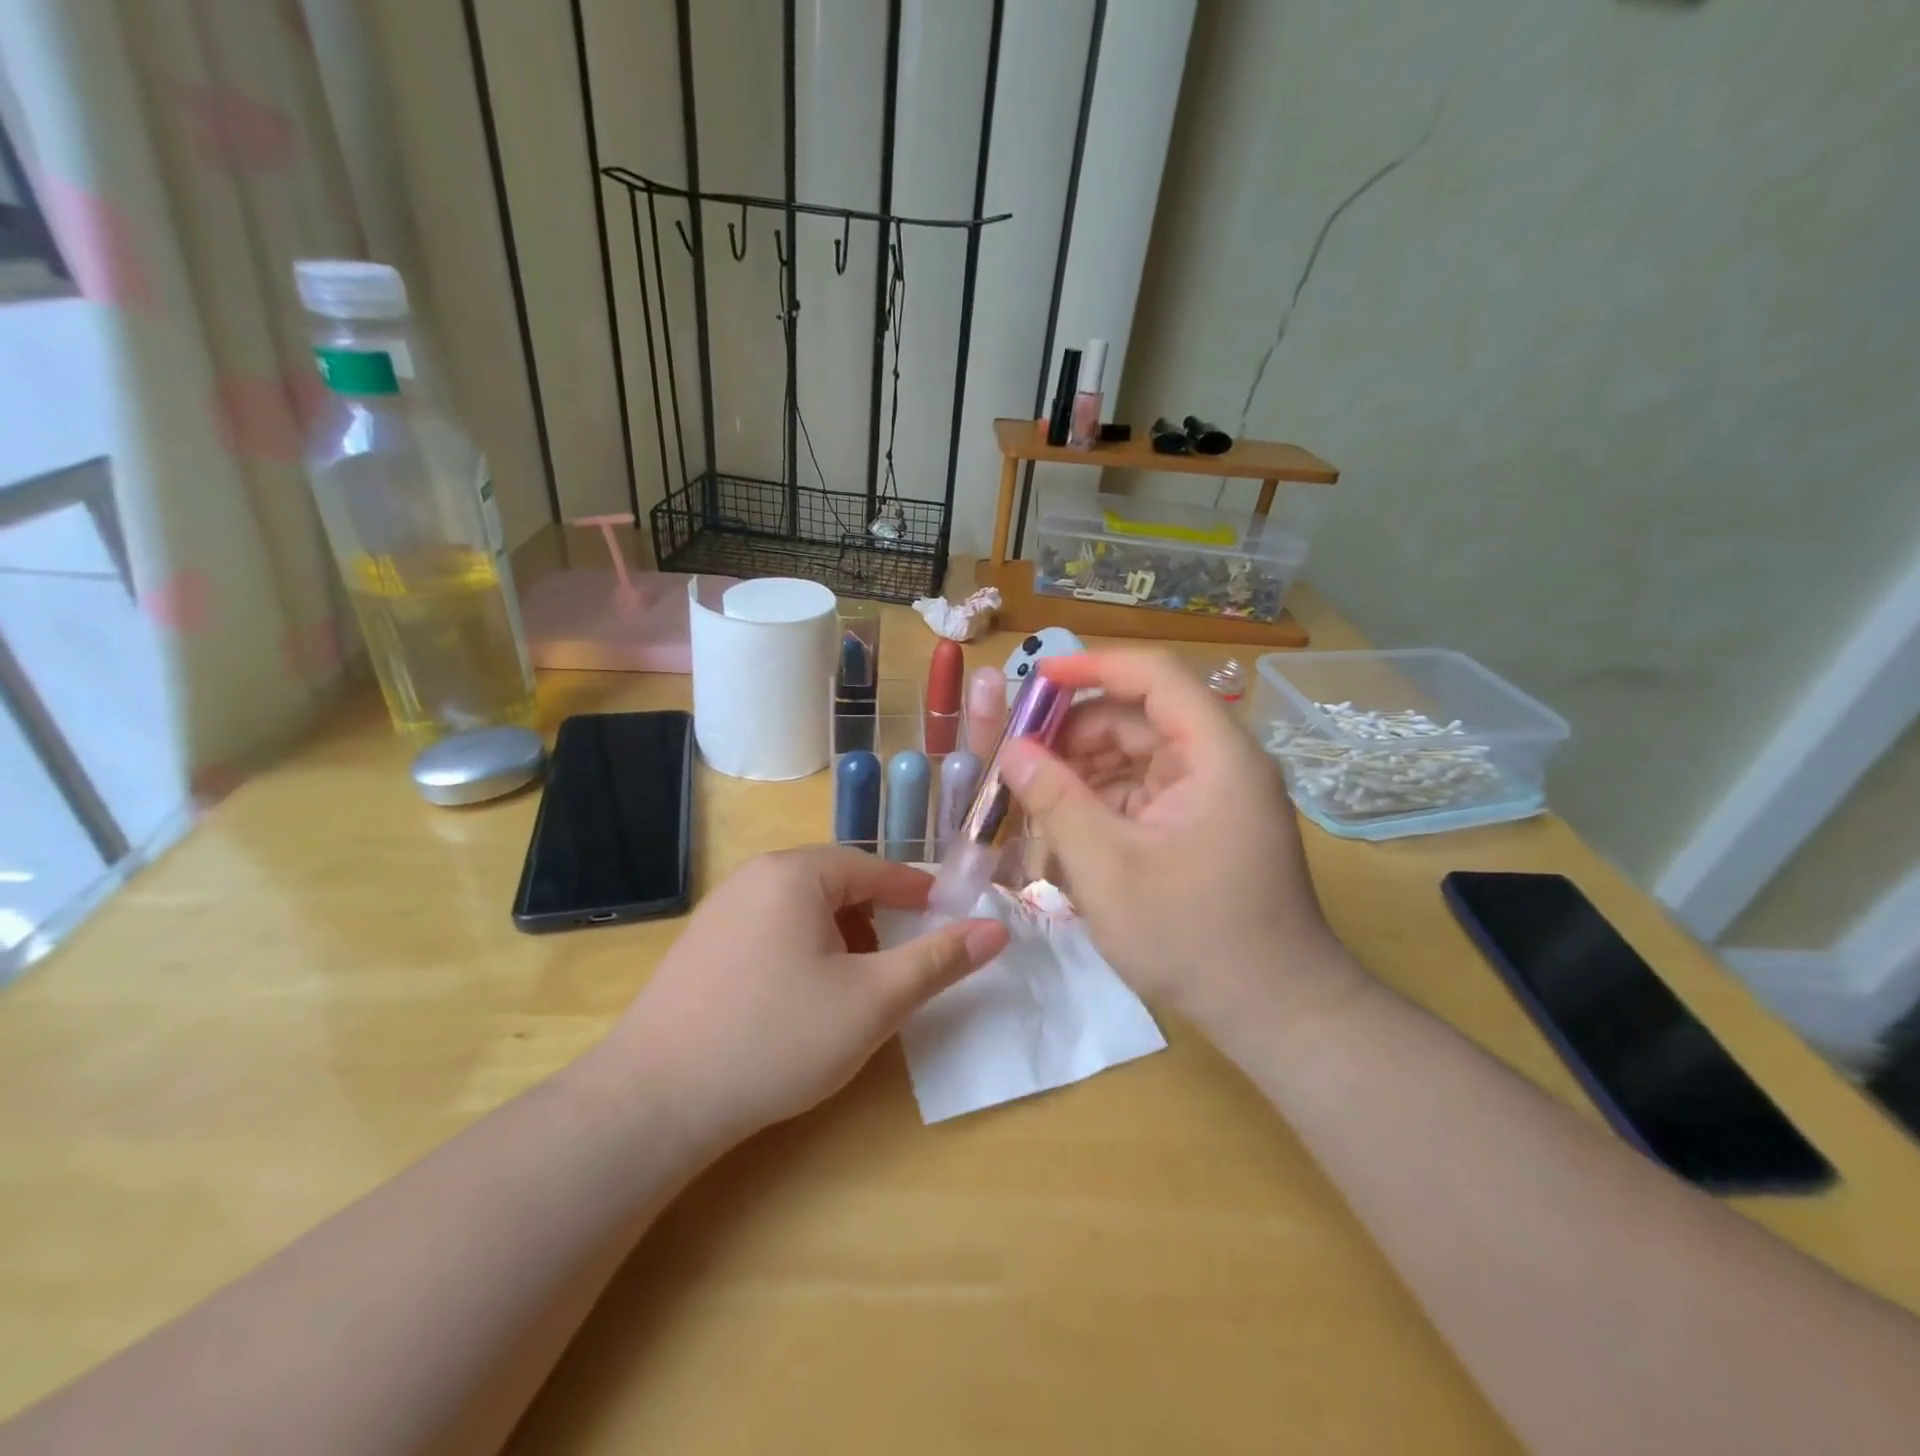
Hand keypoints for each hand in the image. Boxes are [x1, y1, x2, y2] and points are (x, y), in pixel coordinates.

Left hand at [597, 847, 1008, 1151]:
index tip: (946, 916)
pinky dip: (804, 951)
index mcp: (795, 873)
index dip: (916, 892)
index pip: (874, 867)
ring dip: (841, 938)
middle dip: (877, 919)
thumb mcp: (873, 1001)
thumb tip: (996, 929)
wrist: (652, 1102)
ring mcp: (720, 910)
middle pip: (837, 885)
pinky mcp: (701, 946)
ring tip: (855, 987)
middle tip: (900, 963)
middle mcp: (754, 877)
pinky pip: (771, 930)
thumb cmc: (776, 1039)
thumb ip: (938, 960)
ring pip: (803, 910)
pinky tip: (802, 1000)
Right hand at [999, 652, 1361, 1037]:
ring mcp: (1215, 797)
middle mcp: (1221, 763)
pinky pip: (1145, 795)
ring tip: (1035, 807)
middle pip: (1140, 720)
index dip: (1092, 668)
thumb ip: (1056, 800)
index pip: (1155, 676)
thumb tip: (1013, 749)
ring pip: (1137, 760)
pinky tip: (1067, 836)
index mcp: (1216, 754)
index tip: (1036, 680)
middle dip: (1076, 736)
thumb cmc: (1193, 936)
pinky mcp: (1204, 827)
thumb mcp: (1108, 867)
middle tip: (1019, 762)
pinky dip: (1104, 807)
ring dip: (1084, 776)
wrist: (1277, 1013)